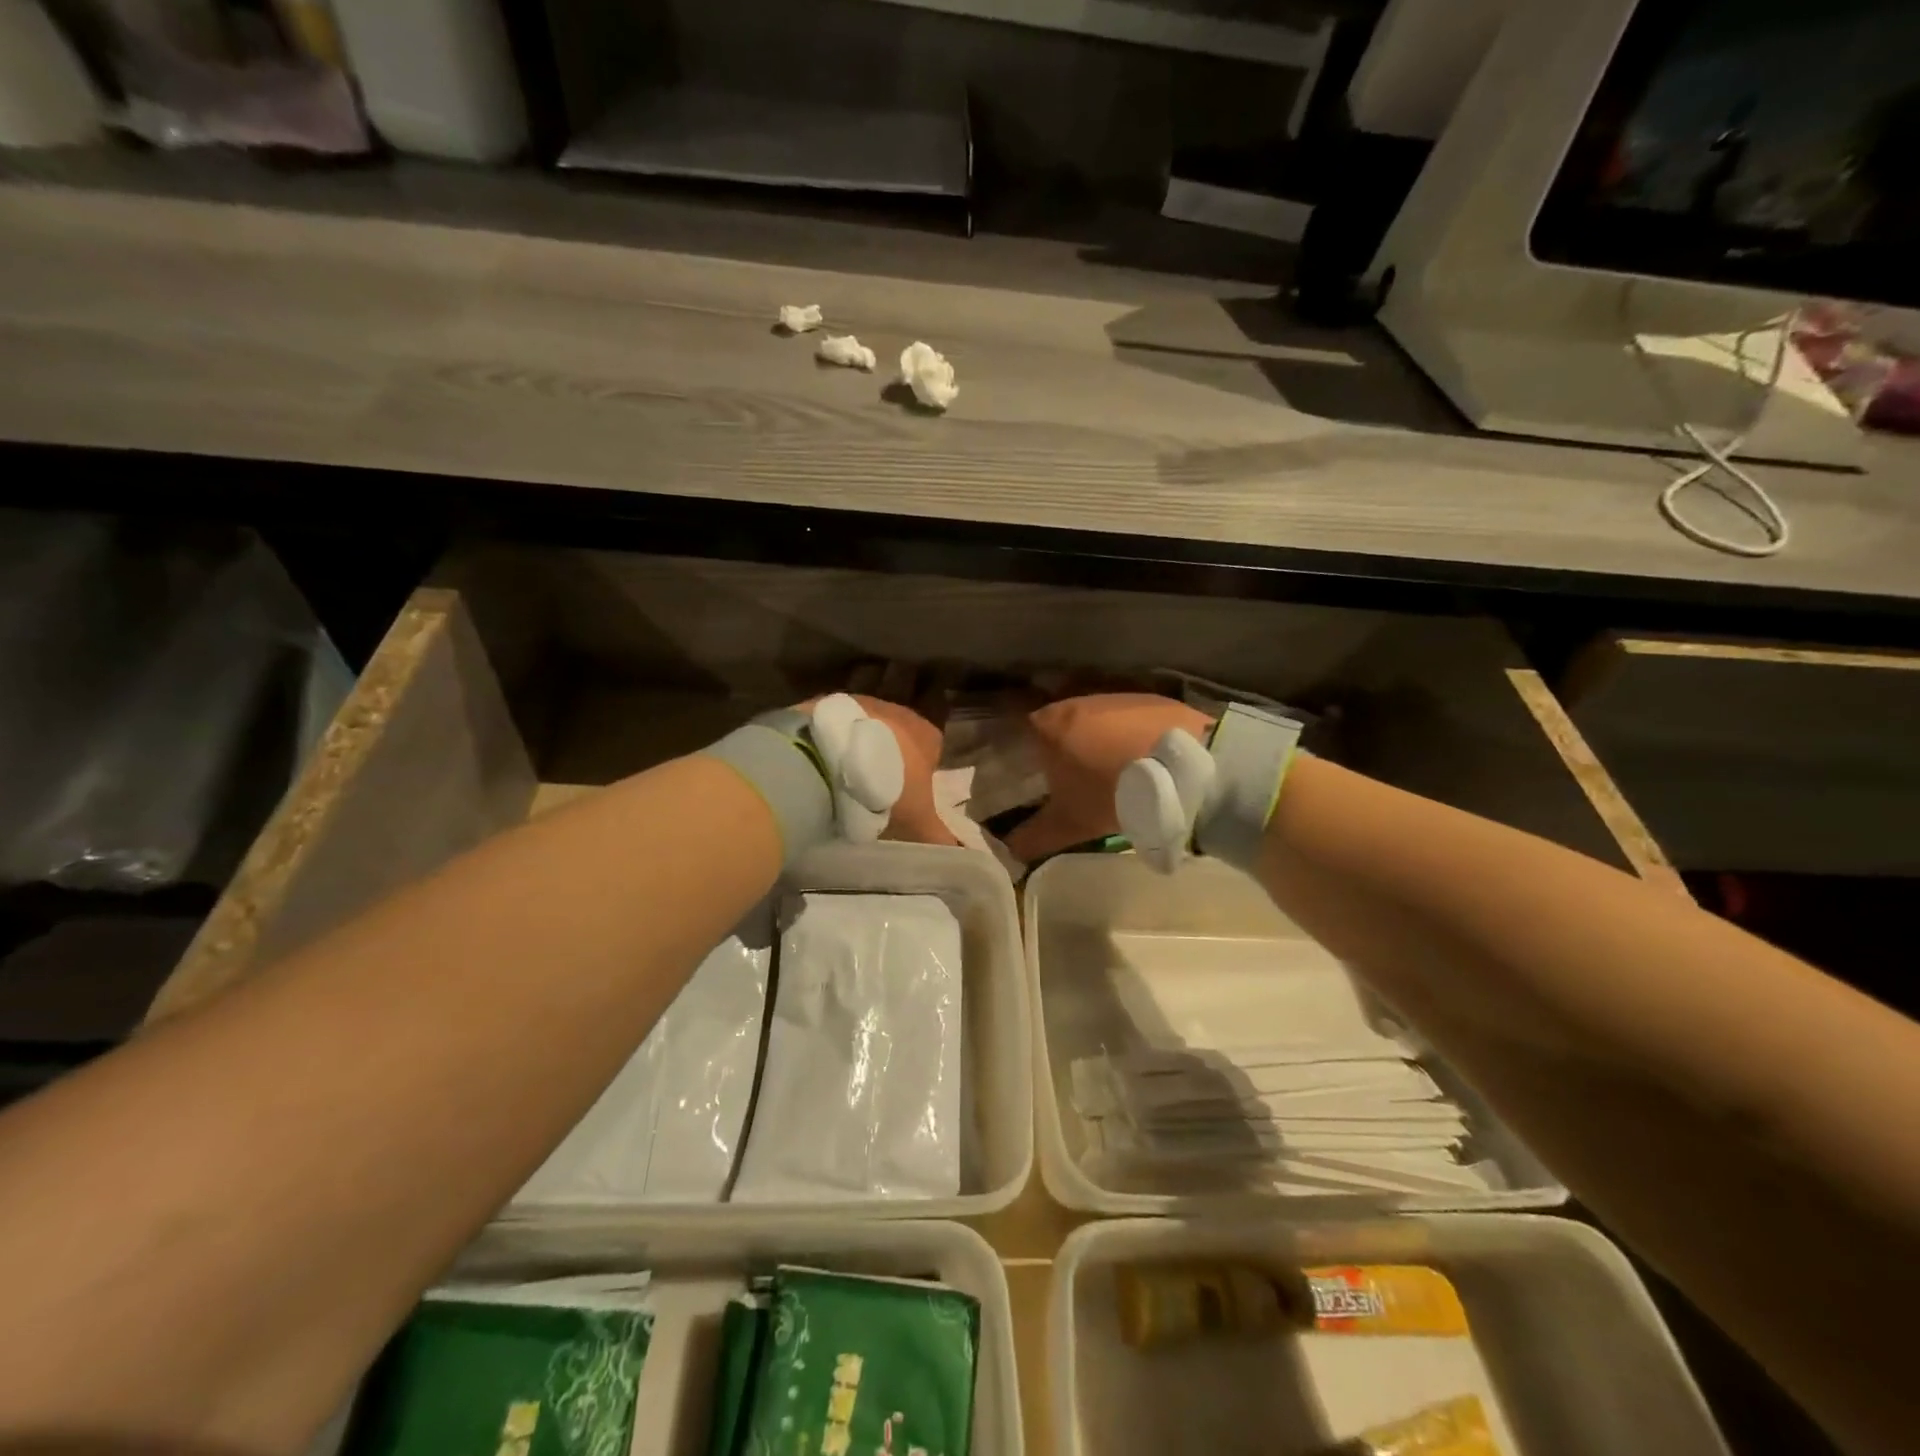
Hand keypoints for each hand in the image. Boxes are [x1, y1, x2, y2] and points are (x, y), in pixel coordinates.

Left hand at [799, 694, 958, 846]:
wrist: (831, 757)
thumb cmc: (888, 786)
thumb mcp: (918, 820)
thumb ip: (940, 837)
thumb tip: (959, 853)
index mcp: (928, 734)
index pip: (933, 755)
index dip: (921, 779)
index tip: (906, 802)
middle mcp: (900, 711)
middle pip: (899, 741)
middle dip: (889, 764)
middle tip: (875, 796)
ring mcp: (862, 703)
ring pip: (867, 732)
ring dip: (859, 753)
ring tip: (844, 784)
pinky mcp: (828, 703)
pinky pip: (837, 729)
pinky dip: (833, 746)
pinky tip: (824, 768)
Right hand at [1003, 693, 1212, 861]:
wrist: (1184, 770)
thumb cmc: (1112, 792)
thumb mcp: (1069, 824)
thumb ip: (1034, 837)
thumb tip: (1009, 851)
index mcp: (1047, 724)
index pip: (1016, 725)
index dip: (1016, 745)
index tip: (1020, 767)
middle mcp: (1076, 700)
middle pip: (1055, 720)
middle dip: (1057, 743)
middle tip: (1062, 773)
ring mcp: (1116, 696)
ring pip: (1093, 717)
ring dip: (1094, 737)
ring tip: (1104, 768)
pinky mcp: (1151, 700)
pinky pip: (1128, 718)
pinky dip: (1127, 734)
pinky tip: (1138, 757)